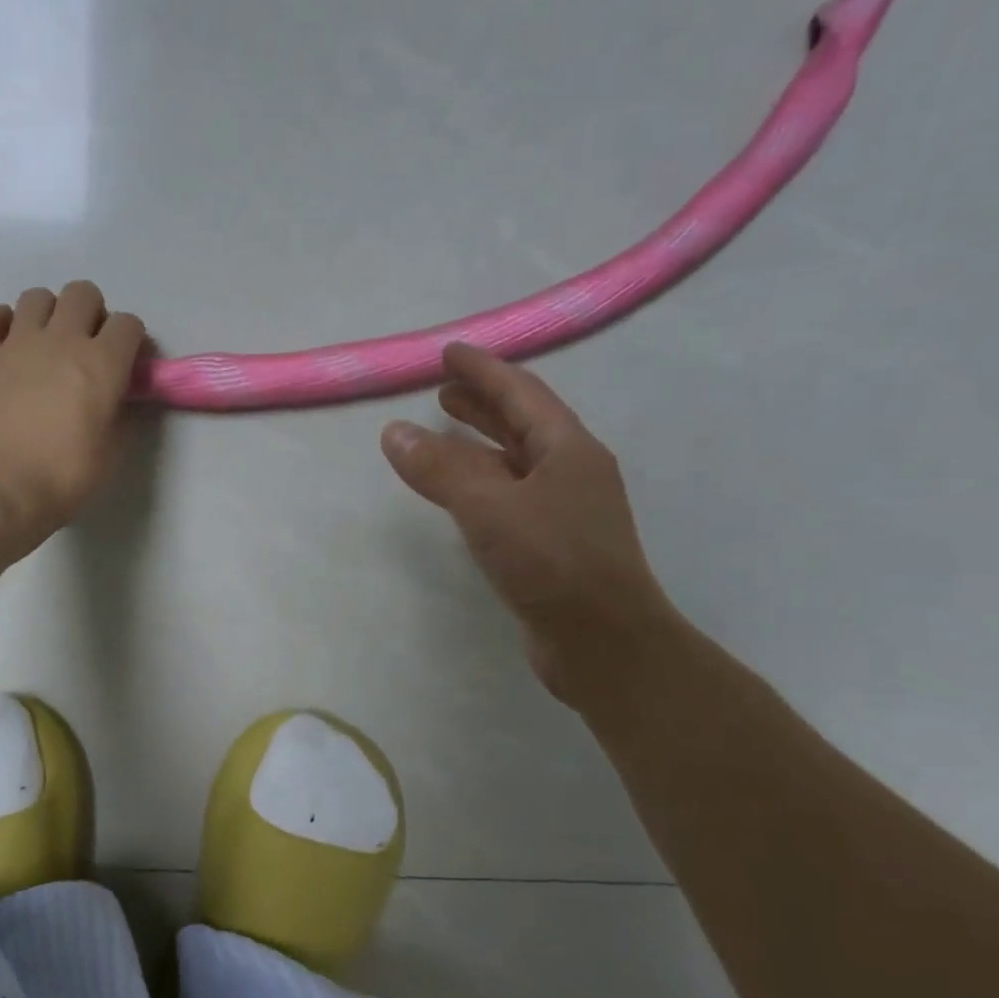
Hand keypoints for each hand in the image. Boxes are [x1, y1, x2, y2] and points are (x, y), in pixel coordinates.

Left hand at [0, 281, 146, 555]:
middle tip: (85, 346)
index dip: (132, 341)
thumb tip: (117, 398)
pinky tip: (4, 344)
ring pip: (37, 296)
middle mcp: (62, 339)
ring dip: (47, 314)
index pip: (128, 324)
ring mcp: (16, 341)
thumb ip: (120, 415)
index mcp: (102, 363)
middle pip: (83, 294)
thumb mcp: (112, 453)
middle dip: (91, 314)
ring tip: (43, 343)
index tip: (127, 363)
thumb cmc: (63, 477)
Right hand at [381, 343, 679, 705]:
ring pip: (515, 462)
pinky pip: (509, 495)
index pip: (522, 394)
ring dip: (480, 443)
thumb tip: (394, 431)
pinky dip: (481, 482)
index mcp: (569, 449)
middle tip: (442, 391)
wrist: (604, 644)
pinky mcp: (551, 545)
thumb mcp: (490, 508)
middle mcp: (572, 472)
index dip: (484, 370)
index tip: (450, 353)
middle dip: (483, 403)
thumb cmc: (553, 564)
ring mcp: (564, 510)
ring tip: (443, 431)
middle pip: (522, 424)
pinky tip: (461, 492)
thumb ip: (441, 468)